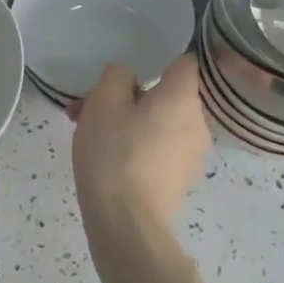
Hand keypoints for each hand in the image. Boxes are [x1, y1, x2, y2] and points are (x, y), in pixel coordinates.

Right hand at [70, 54, 210, 236]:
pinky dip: (135, 146)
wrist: (126, 225)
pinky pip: (157, 148)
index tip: (131, 66)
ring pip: (157, 123)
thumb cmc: (115, 154)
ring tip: (86, 132)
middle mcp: (197, 123)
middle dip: (128, 96)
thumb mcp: (103, 102)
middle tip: (90, 105)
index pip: (183, 62)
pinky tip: (104, 158)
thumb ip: (116, 76)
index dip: (158, 58)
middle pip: (165, 95)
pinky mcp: (179, 181)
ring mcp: (191, 156)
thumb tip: (127, 78)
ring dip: (127, 121)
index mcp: (183, 98)